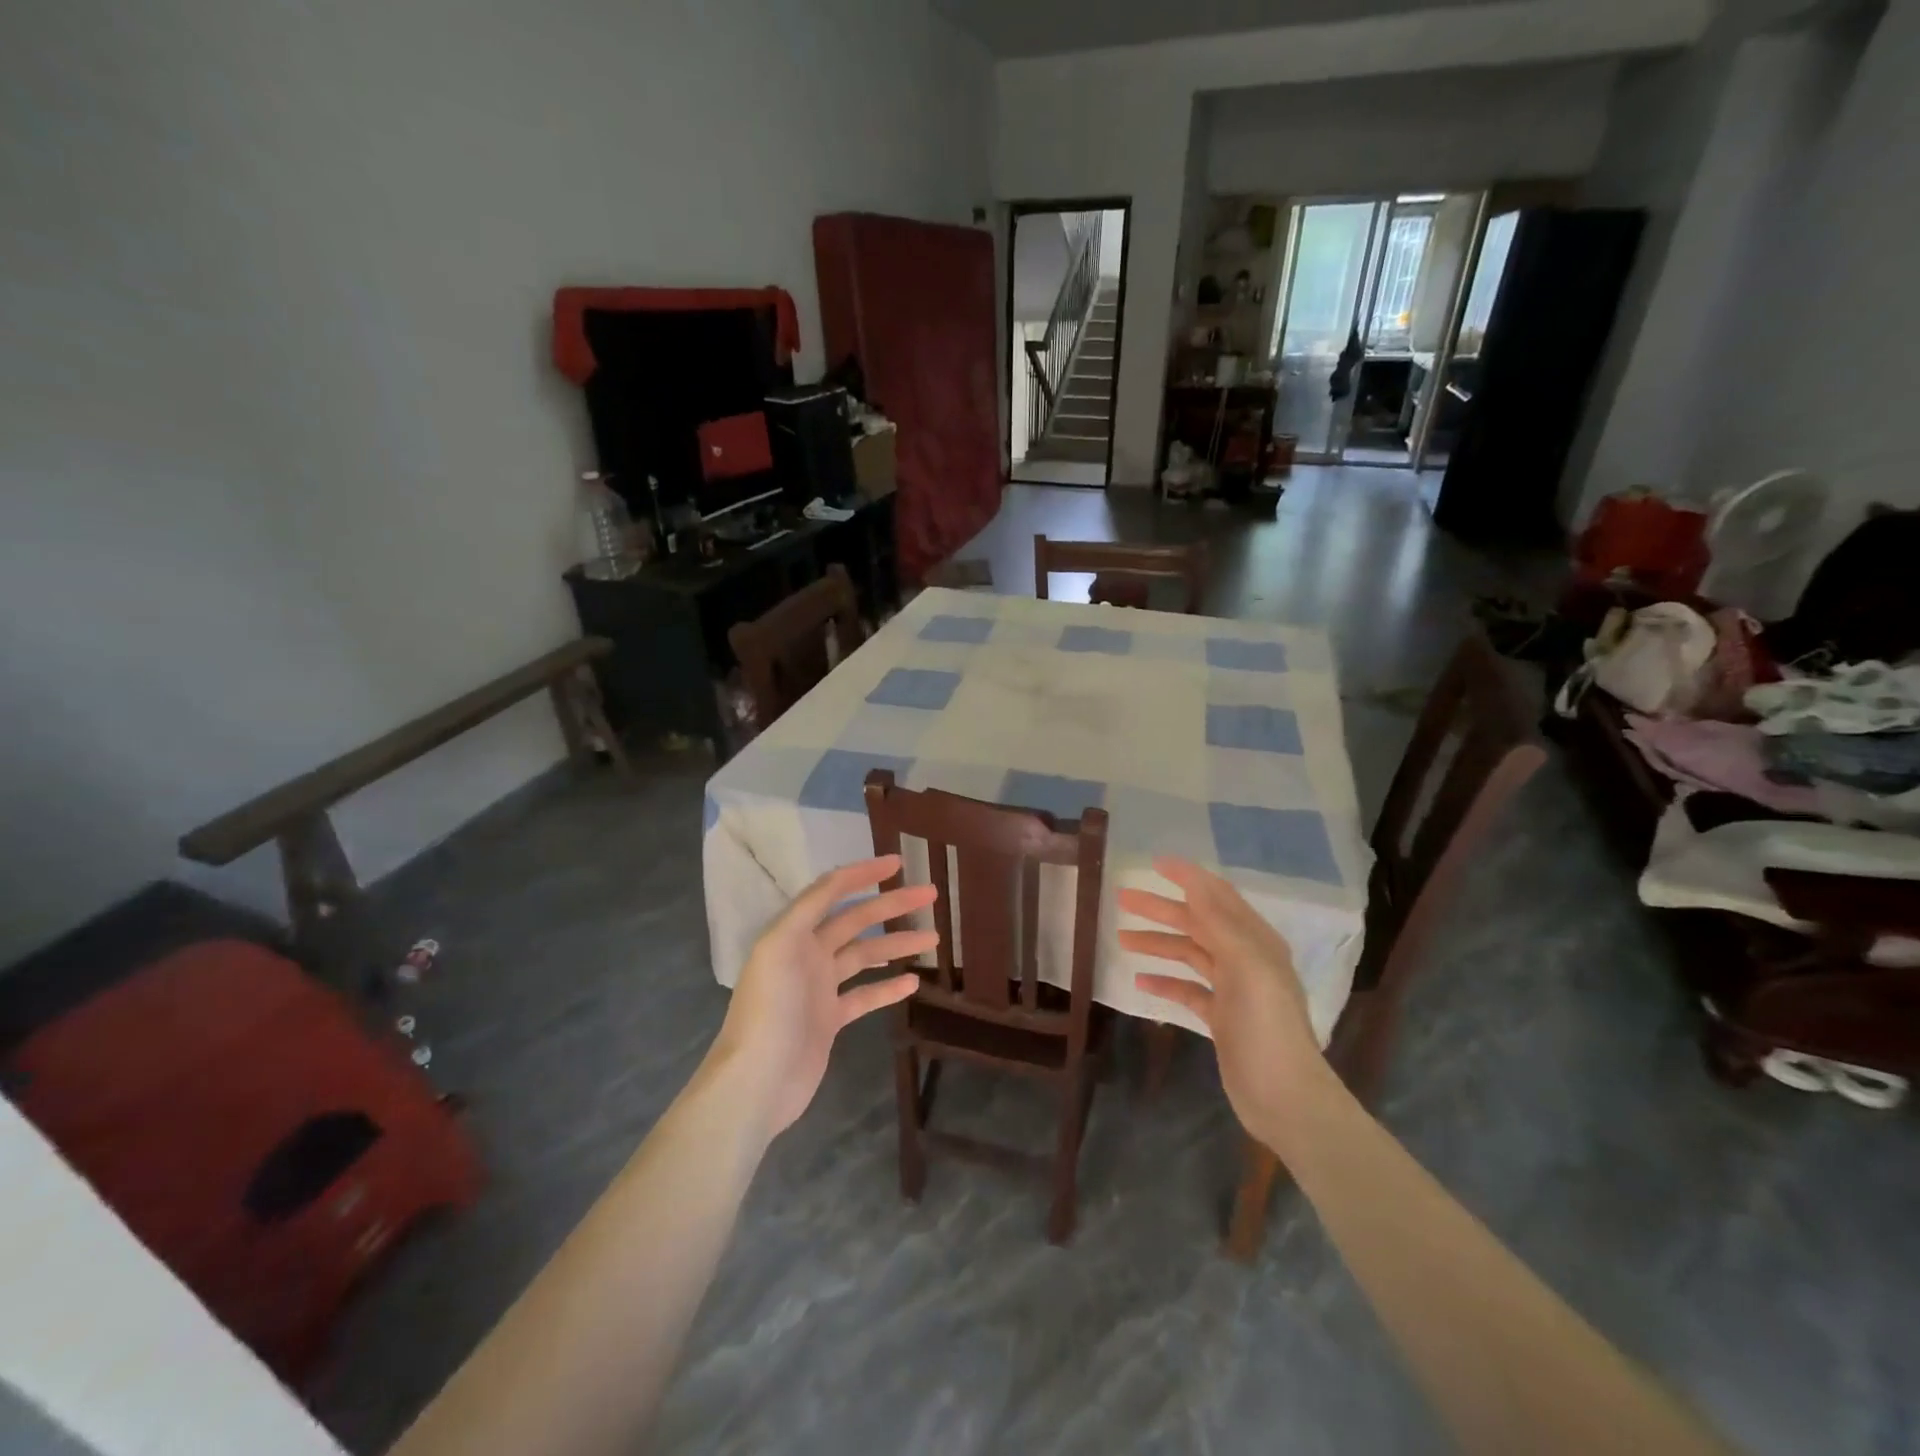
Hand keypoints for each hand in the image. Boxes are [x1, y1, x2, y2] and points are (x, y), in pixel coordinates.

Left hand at [712, 856, 936, 1136]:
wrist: (757, 1080)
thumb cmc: (770, 1008)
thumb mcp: (781, 945)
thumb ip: (809, 907)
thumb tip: (839, 878)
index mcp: (793, 932)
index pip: (832, 890)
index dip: (863, 873)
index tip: (898, 862)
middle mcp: (807, 953)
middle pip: (857, 920)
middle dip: (892, 904)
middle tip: (931, 894)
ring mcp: (820, 988)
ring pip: (866, 955)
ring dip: (898, 943)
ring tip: (934, 937)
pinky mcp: (830, 1019)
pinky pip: (865, 995)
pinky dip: (889, 986)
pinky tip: (914, 981)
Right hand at [1118, 857, 1324, 1151]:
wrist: (1284, 1097)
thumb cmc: (1266, 1027)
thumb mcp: (1246, 966)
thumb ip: (1219, 923)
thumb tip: (1194, 883)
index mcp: (1256, 941)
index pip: (1218, 897)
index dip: (1188, 878)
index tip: (1154, 864)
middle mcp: (1246, 959)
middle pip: (1198, 924)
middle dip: (1162, 910)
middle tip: (1122, 900)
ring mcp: (1233, 990)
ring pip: (1189, 955)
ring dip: (1158, 943)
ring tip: (1123, 938)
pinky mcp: (1221, 1018)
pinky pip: (1187, 989)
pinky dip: (1165, 981)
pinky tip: (1140, 980)